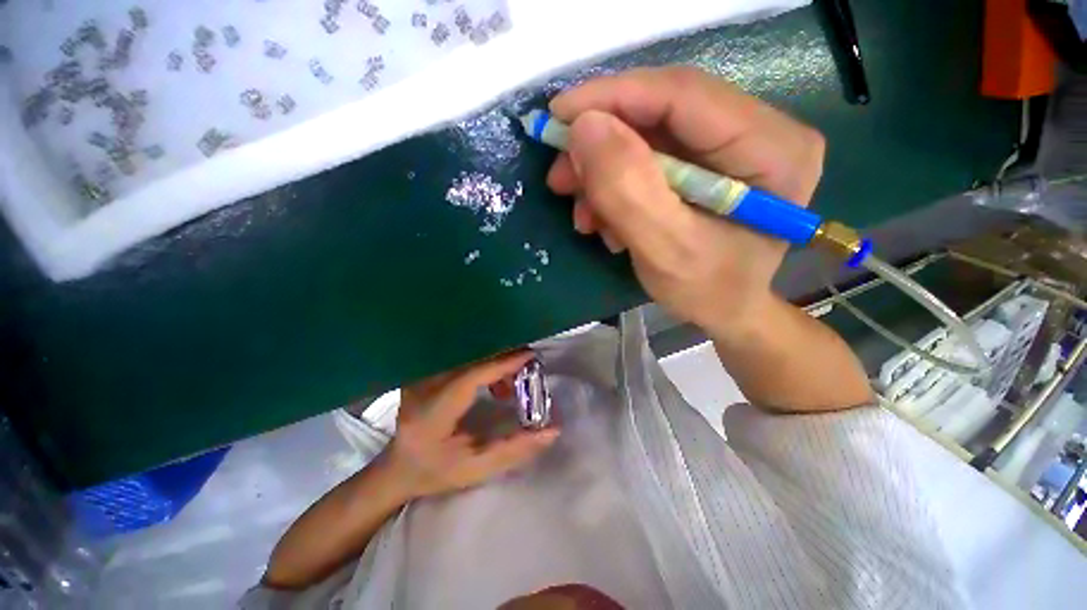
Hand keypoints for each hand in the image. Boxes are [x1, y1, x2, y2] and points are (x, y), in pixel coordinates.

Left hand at [385, 352, 558, 499]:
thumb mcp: (476, 470)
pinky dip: (485, 366)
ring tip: (509, 389)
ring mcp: (421, 376)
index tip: (530, 357)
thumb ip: (514, 451)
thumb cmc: (435, 473)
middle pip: (470, 360)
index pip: (469, 378)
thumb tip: (551, 431)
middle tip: (528, 372)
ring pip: (468, 356)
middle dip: (504, 361)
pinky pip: (462, 359)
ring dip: (496, 364)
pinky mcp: (426, 371)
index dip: (501, 365)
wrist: (397, 467)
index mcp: (431, 415)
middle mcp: (422, 388)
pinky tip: (493, 384)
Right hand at [546, 66, 824, 333]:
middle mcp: (758, 131)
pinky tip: (605, 219)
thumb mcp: (664, 250)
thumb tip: (584, 127)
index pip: (684, 95)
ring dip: (603, 172)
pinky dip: (616, 186)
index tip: (557, 115)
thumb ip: (628, 192)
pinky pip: (649, 159)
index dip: (614, 96)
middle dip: (601, 143)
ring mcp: (730, 145)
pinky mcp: (706, 162)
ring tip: (583, 214)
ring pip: (648, 136)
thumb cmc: (707, 291)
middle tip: (560, 177)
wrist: (726, 311)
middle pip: (662, 111)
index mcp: (772, 148)